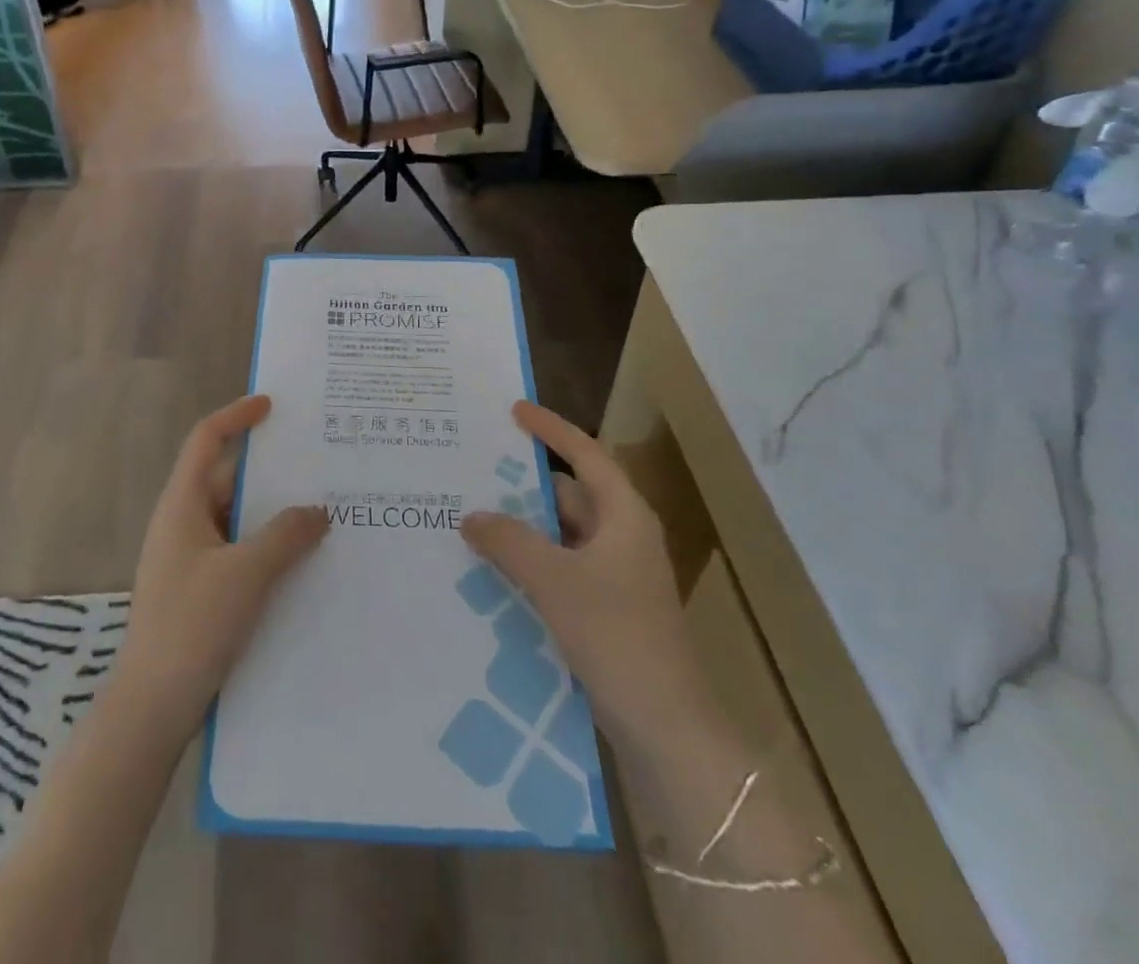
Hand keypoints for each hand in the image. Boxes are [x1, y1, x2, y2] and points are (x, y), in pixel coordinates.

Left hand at [118, 396, 327, 735]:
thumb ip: (285, 535)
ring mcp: (190, 558)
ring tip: (322, 510)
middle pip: (227, 479)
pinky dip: (266, 546)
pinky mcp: (201, 589)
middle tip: (318, 464)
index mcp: (182, 504)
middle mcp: (183, 523)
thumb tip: (318, 510)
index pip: (206, 440)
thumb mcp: (246, 574)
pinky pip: (238, 551)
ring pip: (237, 519)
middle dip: (270, 471)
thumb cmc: (192, 626)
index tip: (272, 405)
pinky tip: (302, 560)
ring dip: (273, 514)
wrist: (152, 707)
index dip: (237, 416)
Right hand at [461, 402, 697, 730]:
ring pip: (562, 534)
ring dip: (524, 527)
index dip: (551, 429)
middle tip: (476, 471)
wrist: (667, 728)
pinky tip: (494, 570)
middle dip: (524, 483)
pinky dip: (532, 562)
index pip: (585, 454)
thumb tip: (472, 516)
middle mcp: (623, 537)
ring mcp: (616, 576)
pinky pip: (561, 568)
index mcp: (624, 516)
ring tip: (473, 518)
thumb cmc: (616, 636)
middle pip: (570, 493)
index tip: (515, 411)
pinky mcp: (606, 609)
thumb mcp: (554, 581)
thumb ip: (509, 542)